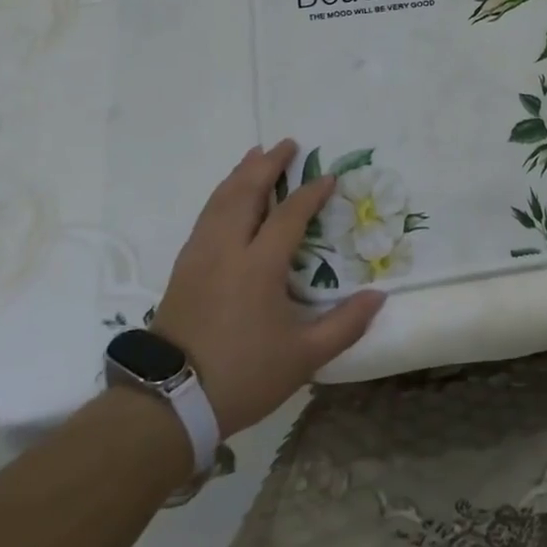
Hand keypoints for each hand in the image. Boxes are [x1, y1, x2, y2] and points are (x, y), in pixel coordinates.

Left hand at [150, 142, 384, 438]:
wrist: (168, 402)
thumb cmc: (243, 375)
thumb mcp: (304, 357)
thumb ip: (345, 324)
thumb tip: (379, 296)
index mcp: (258, 267)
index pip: (289, 215)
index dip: (311, 194)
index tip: (330, 178)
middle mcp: (226, 250)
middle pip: (245, 193)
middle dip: (267, 165)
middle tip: (286, 144)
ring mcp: (199, 257)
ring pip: (219, 200)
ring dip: (240, 174)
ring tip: (255, 155)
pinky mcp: (183, 268)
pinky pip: (205, 216)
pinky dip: (221, 195)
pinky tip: (228, 196)